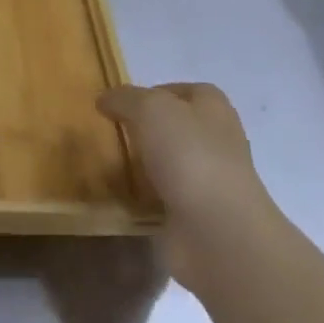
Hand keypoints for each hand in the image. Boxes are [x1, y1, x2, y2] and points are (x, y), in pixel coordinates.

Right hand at [100, 83, 271, 291]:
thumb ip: (125, 98)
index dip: (153, 92)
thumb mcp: (150, 108)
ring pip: (168, 163)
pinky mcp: (197, 215)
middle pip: (175, 127)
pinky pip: (163, 197)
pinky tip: (122, 195)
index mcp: (213, 108)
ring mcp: (208, 180)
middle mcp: (216, 141)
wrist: (217, 232)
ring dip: (144, 164)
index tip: (121, 104)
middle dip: (145, 129)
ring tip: (109, 163)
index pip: (183, 91)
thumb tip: (106, 99)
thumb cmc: (189, 154)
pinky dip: (144, 196)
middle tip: (111, 132)